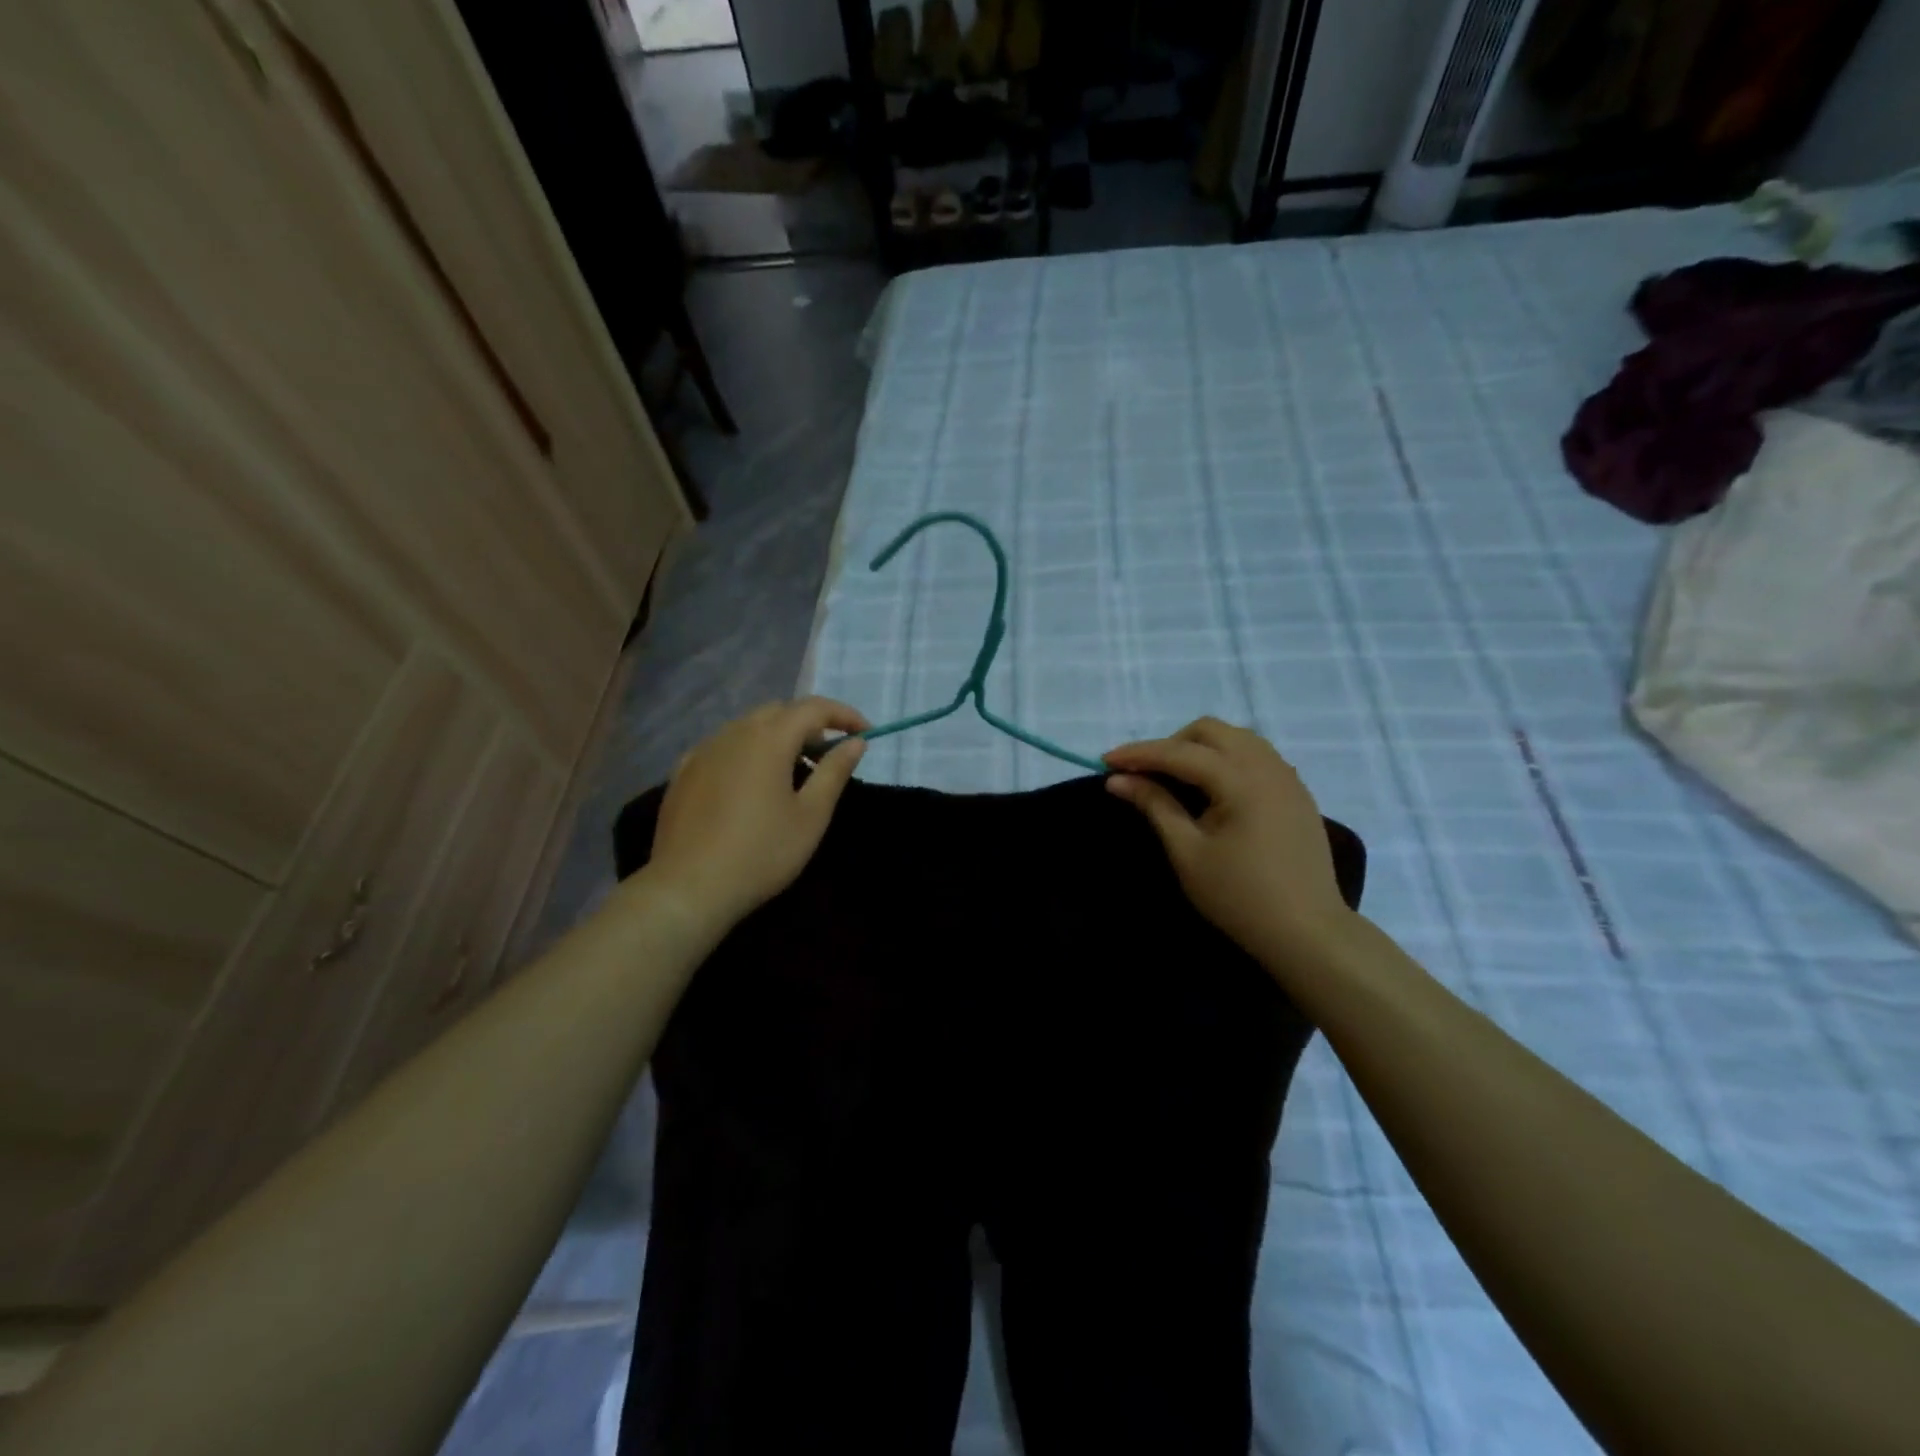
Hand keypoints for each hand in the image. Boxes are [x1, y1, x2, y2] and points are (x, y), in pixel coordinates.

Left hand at [649, 698, 868, 931]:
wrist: (688, 888)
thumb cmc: (761, 853)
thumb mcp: (811, 816)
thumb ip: (834, 772)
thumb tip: (855, 742)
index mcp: (769, 739)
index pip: (814, 708)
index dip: (844, 715)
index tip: (865, 734)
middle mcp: (733, 733)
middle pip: (779, 711)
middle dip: (810, 725)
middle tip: (829, 756)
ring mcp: (703, 751)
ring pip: (748, 727)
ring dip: (777, 737)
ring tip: (792, 773)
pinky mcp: (683, 772)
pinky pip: (723, 747)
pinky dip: (747, 752)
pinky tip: (750, 784)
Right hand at [1104, 718, 1355, 972]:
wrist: (1307, 933)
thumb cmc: (1239, 896)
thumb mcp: (1187, 852)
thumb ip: (1155, 805)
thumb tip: (1118, 780)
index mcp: (1240, 780)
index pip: (1179, 753)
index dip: (1139, 754)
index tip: (1105, 760)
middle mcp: (1267, 767)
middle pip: (1211, 731)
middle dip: (1172, 744)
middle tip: (1146, 774)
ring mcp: (1287, 778)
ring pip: (1236, 739)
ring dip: (1200, 748)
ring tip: (1177, 779)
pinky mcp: (1297, 793)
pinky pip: (1256, 757)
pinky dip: (1226, 760)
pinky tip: (1213, 790)